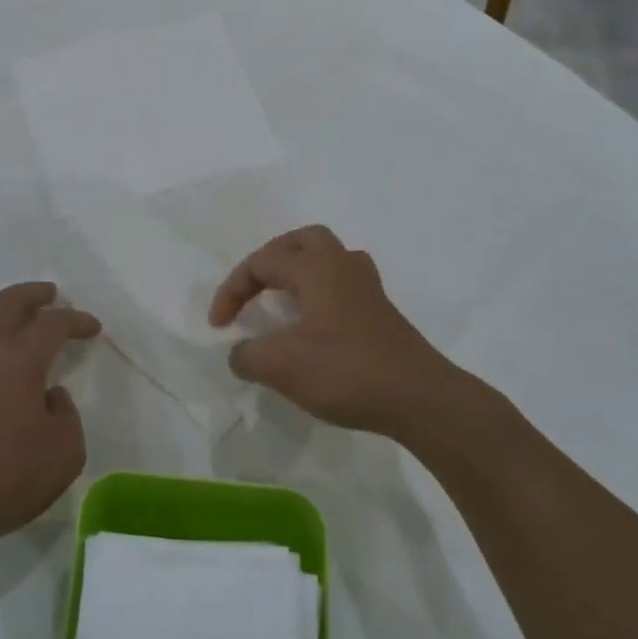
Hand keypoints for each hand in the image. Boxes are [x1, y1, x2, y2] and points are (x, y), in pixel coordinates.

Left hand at [0, 283, 99, 562]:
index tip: (93, 328)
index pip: (52, 324)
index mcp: (18, 359)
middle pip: (7, 304)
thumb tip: (49, 396)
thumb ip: (67, 415)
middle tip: (52, 294)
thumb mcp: (65, 452)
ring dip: (6, 316)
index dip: (76, 321)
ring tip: (23, 326)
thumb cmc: (6, 477)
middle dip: (33, 294)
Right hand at [208, 225, 465, 438]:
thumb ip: (248, 355)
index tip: (218, 327)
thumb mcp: (282, 366)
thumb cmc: (346, 371)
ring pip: (327, 258)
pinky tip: (313, 323)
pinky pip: (341, 284)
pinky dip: (318, 292)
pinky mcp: (380, 312)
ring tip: (282, 298)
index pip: (261, 262)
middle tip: (254, 286)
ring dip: (298, 271)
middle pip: (302, 240)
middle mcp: (342, 265)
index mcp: (315, 267)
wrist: (419, 398)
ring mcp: (367, 287)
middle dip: (270, 259)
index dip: (232, 290)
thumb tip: (240, 354)